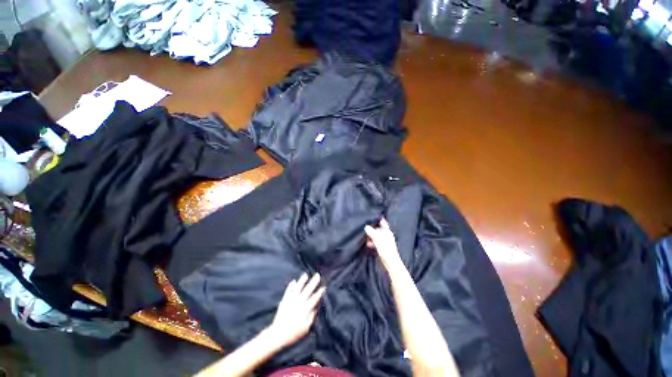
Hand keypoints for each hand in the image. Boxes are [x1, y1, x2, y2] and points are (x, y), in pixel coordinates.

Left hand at [267, 273, 325, 348]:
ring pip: (298, 288)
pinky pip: (288, 291)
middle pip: (308, 290)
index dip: (319, 292)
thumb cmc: (294, 333)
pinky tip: (293, 281)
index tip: (323, 286)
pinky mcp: (284, 301)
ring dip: (302, 281)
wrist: (277, 335)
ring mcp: (291, 300)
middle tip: (317, 275)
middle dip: (313, 282)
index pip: (314, 298)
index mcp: (305, 308)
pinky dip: (291, 286)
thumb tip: (317, 306)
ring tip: (305, 275)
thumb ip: (312, 316)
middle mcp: (299, 302)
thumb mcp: (306, 328)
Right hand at [365, 218, 401, 270]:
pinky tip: (369, 245)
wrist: (390, 263)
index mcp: (387, 232)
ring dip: (371, 237)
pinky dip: (372, 242)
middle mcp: (386, 236)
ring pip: (376, 236)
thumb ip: (371, 232)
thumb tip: (366, 227)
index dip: (378, 220)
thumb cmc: (386, 249)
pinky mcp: (382, 248)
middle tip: (366, 232)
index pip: (383, 223)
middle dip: (372, 230)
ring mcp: (384, 242)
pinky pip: (376, 242)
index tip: (372, 219)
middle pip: (378, 230)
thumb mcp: (377, 239)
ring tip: (367, 240)